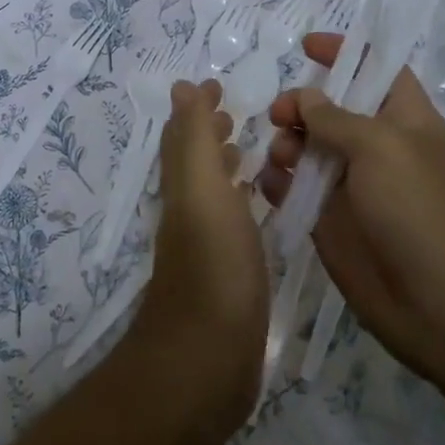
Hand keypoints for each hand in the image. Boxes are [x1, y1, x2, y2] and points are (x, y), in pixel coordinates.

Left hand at [129, 79, 267, 437]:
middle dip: (211, 134)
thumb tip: (181, 87)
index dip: (197, 109)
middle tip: (238, 115)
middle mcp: (190, 214)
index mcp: (184, 189)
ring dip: (226, 168)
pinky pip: (233, 226)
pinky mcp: (228, 279)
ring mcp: (208, 249)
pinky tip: (263, 212)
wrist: (208, 359)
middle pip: (195, 164)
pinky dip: (243, 206)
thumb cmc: (213, 265)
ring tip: (253, 152)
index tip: (218, 85)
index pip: (184, 138)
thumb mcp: (202, 189)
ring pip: (213, 194)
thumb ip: (194, 139)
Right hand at [259, 33, 444, 388]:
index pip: (376, 69)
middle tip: (280, 115)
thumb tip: (304, 98)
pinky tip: (270, 184)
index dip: (346, 52)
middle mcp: (376, 147)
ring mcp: (351, 186)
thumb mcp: (382, 147)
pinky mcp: (329, 222)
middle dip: (301, 103)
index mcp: (404, 118)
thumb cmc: (423, 209)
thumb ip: (336, 117)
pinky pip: (294, 190)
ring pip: (306, 148)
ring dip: (286, 143)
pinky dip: (277, 182)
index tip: (306, 46)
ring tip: (281, 157)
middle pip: (331, 108)